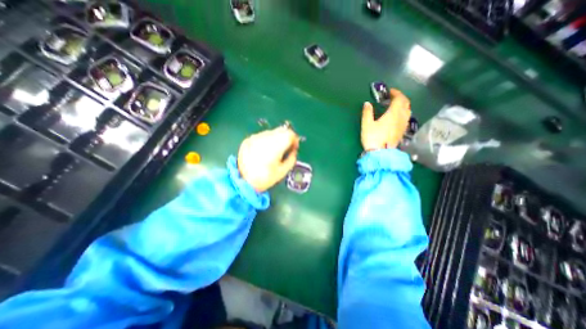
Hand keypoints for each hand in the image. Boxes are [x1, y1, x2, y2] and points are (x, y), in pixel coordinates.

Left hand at [236, 126, 298, 191]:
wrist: (242, 181)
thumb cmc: (264, 178)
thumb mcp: (282, 172)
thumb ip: (291, 159)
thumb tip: (293, 152)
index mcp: (275, 146)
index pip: (290, 134)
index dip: (295, 140)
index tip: (294, 147)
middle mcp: (265, 138)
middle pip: (281, 130)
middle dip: (287, 137)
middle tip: (286, 148)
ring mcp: (255, 138)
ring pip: (272, 132)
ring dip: (277, 138)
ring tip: (275, 151)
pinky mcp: (248, 140)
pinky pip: (262, 136)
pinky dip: (267, 141)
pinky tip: (264, 151)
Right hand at [362, 88, 411, 149]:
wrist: (380, 154)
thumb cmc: (373, 138)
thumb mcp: (367, 124)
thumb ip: (367, 112)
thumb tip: (367, 103)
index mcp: (393, 113)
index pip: (399, 98)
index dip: (395, 93)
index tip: (389, 92)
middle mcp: (401, 117)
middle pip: (406, 103)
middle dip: (400, 98)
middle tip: (392, 97)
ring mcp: (403, 125)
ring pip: (408, 111)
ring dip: (403, 105)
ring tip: (394, 106)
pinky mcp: (402, 132)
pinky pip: (406, 118)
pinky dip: (402, 113)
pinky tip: (396, 117)